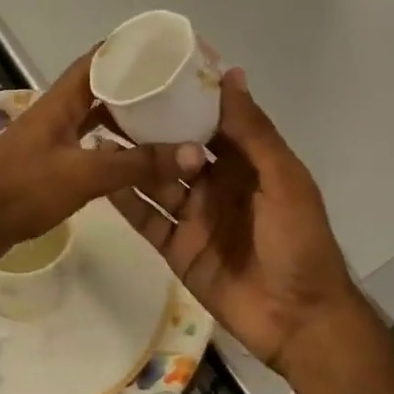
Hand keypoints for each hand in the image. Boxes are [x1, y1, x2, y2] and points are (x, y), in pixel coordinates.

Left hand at [0, 52, 198, 269]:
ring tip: (165, 121)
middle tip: (177, 90)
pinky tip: (134, 157)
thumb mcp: (83, 175)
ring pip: (95, 117)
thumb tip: (194, 152)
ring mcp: (52, 138)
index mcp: (61, 101)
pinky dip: (113, 146)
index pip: (98, 60)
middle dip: (136, 86)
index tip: (167, 51)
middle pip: (101, 88)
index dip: (129, 50)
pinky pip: (89, 144)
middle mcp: (57, 112)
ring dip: (126, 117)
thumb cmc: (21, 190)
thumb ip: (136, 164)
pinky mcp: (50, 164)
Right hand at [112, 68, 364, 376]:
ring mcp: (194, 217)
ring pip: (156, 181)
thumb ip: (253, 131)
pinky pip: (147, 219)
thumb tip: (230, 73)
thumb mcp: (283, 180)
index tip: (151, 72)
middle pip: (176, 150)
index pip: (209, 122)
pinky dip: (125, 200)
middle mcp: (216, 184)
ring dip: (131, 161)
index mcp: (245, 163)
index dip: (183, 99)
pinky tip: (100, 178)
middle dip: (148, 129)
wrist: (298, 321)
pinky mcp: (176, 248)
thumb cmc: (298, 242)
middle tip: (109, 103)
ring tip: (95, 134)